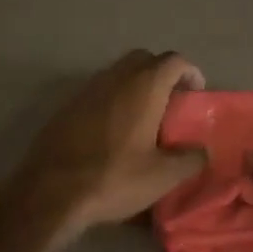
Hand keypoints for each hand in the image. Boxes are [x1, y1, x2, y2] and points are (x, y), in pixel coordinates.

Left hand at [0, 50, 207, 239]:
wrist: (50, 192)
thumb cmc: (114, 178)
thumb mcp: (162, 177)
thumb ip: (190, 159)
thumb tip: (202, 151)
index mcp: (144, 87)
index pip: (174, 61)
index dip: (190, 72)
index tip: (196, 93)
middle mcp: (115, 78)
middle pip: (144, 59)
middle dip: (162, 73)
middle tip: (171, 100)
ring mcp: (87, 89)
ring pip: (118, 73)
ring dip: (135, 85)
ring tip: (144, 116)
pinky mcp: (67, 106)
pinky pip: (98, 91)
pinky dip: (113, 99)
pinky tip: (114, 130)